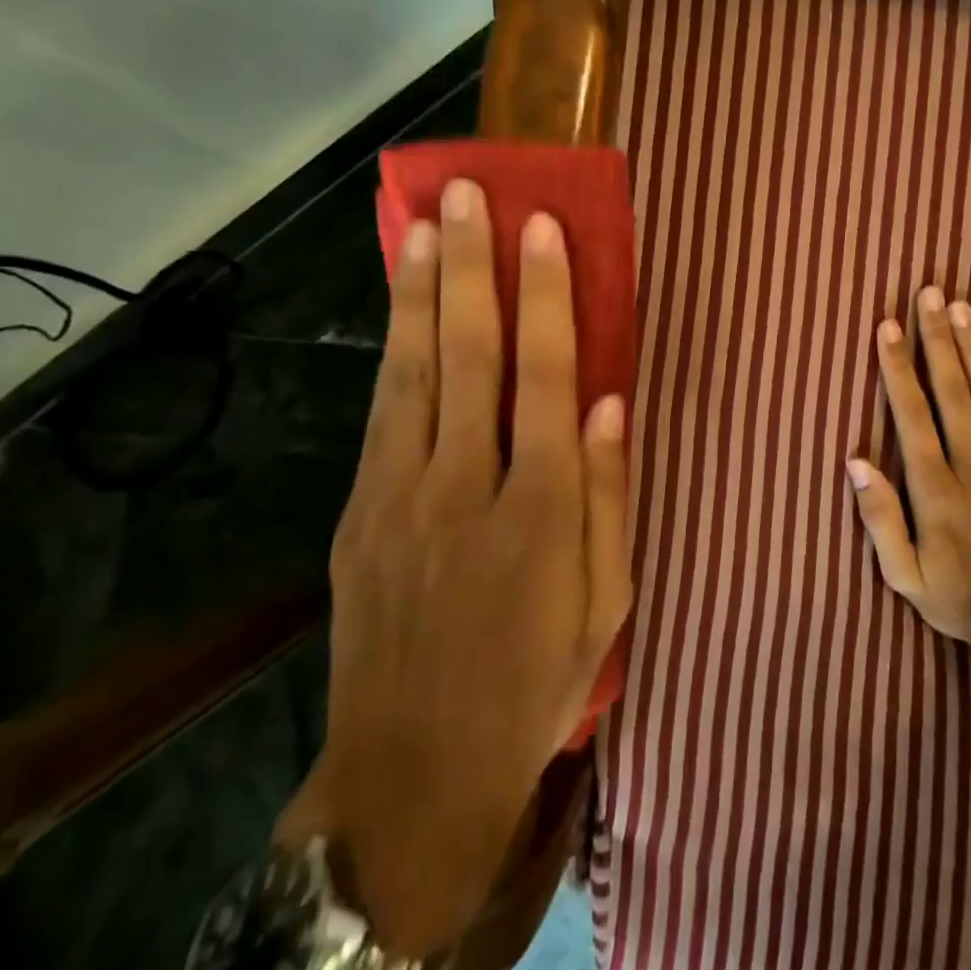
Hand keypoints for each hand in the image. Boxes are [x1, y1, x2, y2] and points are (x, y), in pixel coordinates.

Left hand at [276, 179, 631, 959]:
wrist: (414, 773)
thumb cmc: (534, 681)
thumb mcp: (606, 602)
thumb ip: (610, 496)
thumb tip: (610, 401)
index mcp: (540, 511)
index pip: (544, 378)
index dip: (546, 296)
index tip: (541, 228)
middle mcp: (466, 487)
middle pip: (469, 358)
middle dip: (470, 269)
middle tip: (465, 196)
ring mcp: (400, 498)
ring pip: (413, 374)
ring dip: (420, 295)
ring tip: (422, 226)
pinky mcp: (360, 515)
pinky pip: (382, 414)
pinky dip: (394, 351)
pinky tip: (401, 309)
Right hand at [847, 287, 970, 670]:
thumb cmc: (960, 598)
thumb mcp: (904, 575)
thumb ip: (879, 518)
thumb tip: (856, 460)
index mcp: (935, 488)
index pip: (912, 413)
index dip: (898, 366)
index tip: (888, 326)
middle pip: (953, 389)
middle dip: (937, 337)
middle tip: (929, 293)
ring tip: (961, 307)